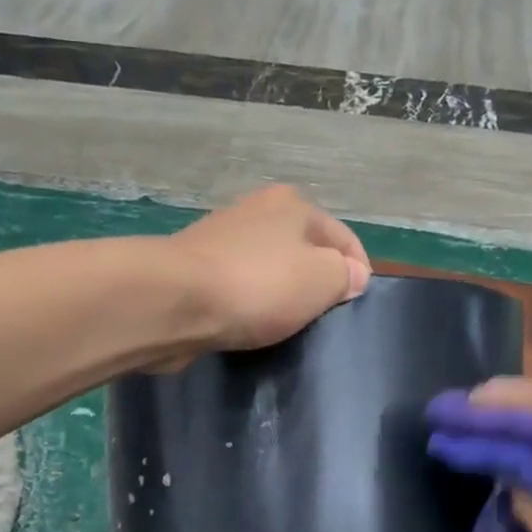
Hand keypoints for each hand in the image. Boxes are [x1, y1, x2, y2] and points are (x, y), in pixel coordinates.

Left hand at [171, 185, 370, 352]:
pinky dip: (250, 304)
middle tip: (324, 320)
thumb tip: (352, 274)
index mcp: (293, 204)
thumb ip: (344, 275)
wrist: (174, 301)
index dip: (357, 272)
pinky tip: (251, 325)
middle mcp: (258, 211)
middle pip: (304, 249)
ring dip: (282, 294)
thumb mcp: (321, 279)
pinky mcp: (197, 268)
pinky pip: (240, 287)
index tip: (356, 307)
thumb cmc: (258, 285)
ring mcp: (223, 238)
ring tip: (288, 326)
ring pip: (271, 268)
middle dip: (317, 281)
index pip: (343, 237)